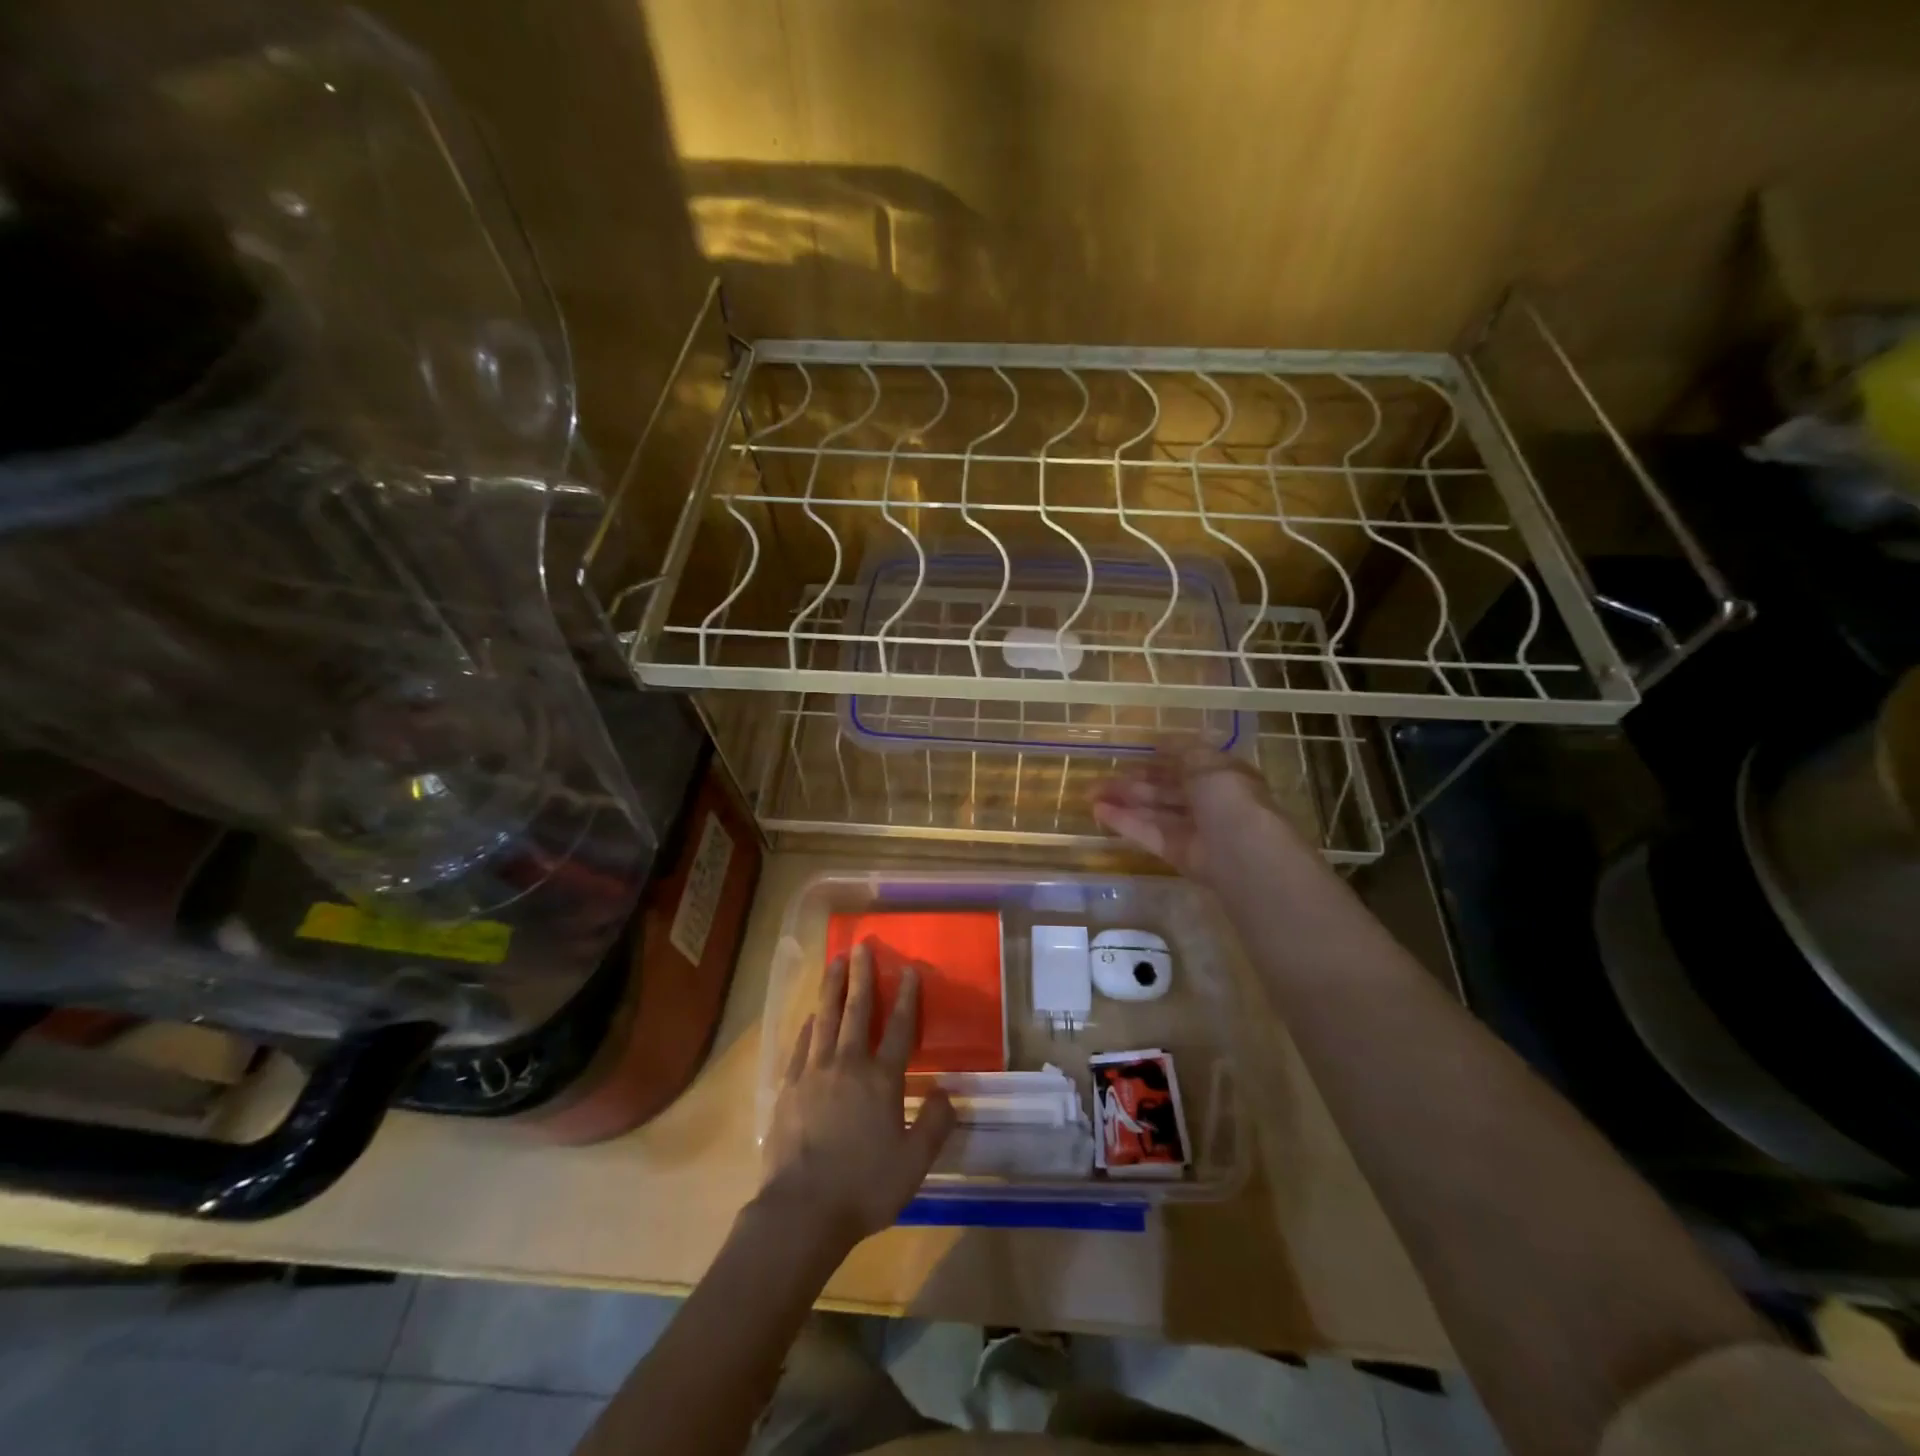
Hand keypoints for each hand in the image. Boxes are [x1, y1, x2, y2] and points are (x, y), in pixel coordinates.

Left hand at [759, 942, 955, 1252]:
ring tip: (835, 961)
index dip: (907, 997)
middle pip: (858, 1011)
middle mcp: (848, 1065)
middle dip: (862, 976)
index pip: (900, 1029)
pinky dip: (809, 1025)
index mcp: (881, 1080)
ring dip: (832, 987)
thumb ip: (935, 1125)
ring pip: (826, 1018)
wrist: (801, 1211)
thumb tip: (948, 1092)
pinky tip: (811, 1015)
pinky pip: (802, 1045)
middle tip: (863, 947)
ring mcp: (814, 1073)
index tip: (909, 970)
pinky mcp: (789, 1088)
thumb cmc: (864, 1187)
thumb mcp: (914, 1164)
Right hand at [1092, 744, 1291, 882]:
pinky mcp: (1176, 852)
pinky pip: (1148, 832)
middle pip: (1164, 789)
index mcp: (1220, 776)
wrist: (1241, 852)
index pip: (1186, 764)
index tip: (1132, 754)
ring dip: (1123, 801)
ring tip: (1090, 793)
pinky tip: (1098, 811)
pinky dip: (1124, 822)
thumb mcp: (1207, 762)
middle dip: (1133, 782)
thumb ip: (1182, 749)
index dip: (1160, 758)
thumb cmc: (1228, 798)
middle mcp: (1207, 802)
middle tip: (1100, 778)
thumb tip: (1161, 740)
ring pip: (1153, 810)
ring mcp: (1192, 829)